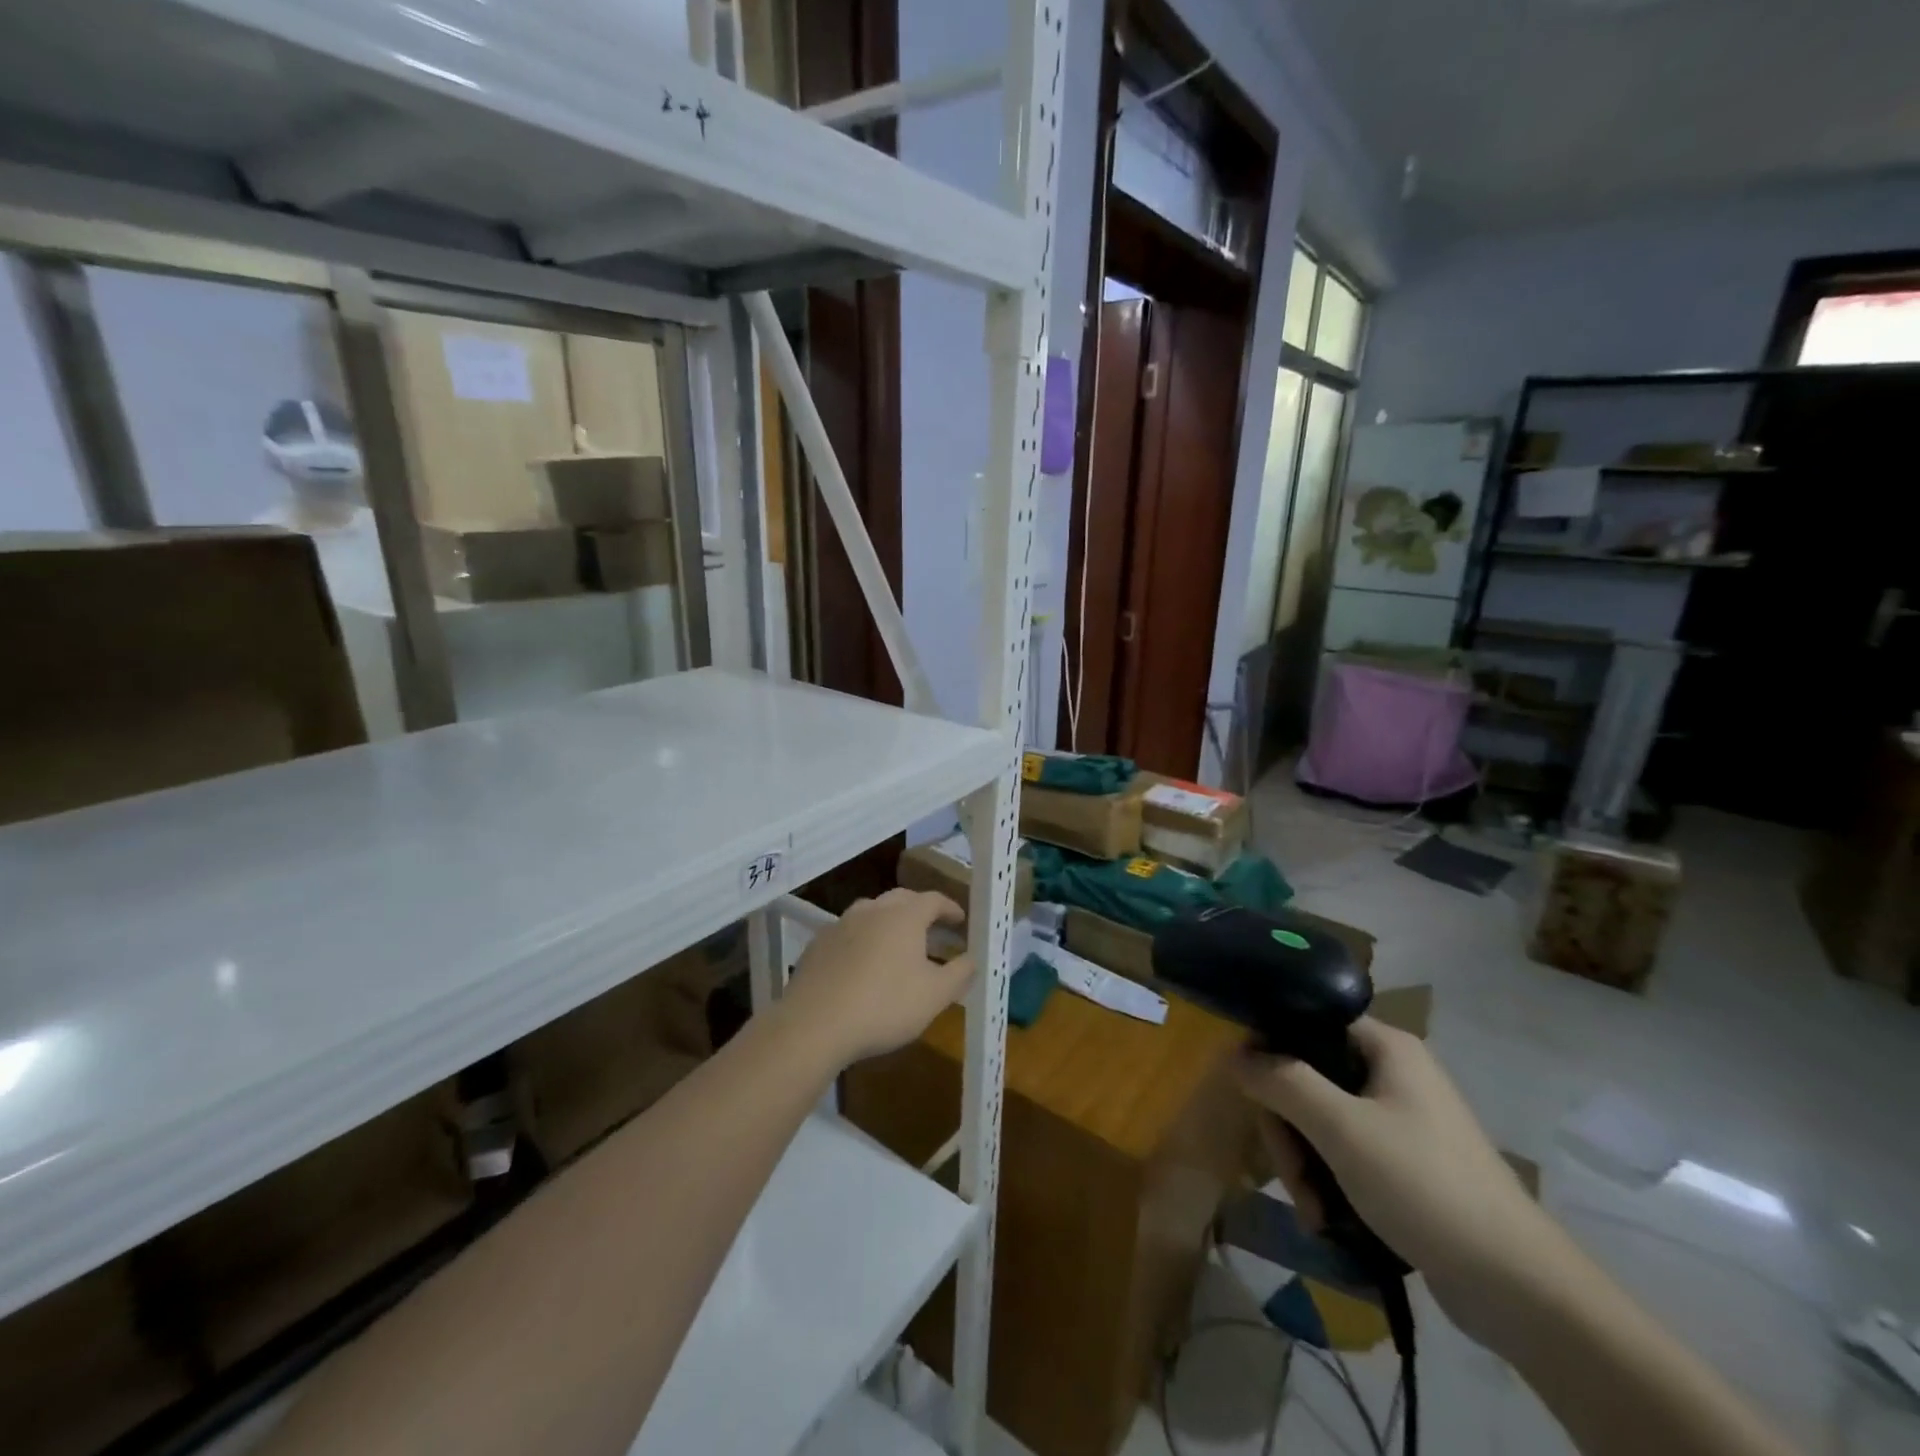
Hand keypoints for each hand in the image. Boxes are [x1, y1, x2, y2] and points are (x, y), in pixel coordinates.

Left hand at [774, 889, 976, 1070]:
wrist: (814, 1024)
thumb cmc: (884, 1006)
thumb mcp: (935, 996)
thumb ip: (960, 974)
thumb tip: (973, 959)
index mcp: (904, 915)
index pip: (934, 899)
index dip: (951, 908)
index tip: (961, 921)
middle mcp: (872, 909)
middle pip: (901, 899)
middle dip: (921, 910)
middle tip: (934, 929)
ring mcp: (840, 924)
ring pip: (872, 913)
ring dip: (889, 923)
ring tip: (898, 946)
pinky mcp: (818, 944)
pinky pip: (849, 934)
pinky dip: (864, 941)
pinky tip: (864, 965)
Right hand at [1235, 1018, 1574, 1342]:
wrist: (1519, 1288)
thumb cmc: (1425, 1187)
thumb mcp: (1342, 1129)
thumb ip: (1282, 1082)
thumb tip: (1233, 1053)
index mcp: (1386, 1047)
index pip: (1307, 1022)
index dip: (1270, 1050)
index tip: (1250, 1093)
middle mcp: (1392, 1072)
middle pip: (1308, 1077)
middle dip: (1288, 1129)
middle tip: (1290, 1175)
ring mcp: (1400, 1119)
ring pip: (1322, 1120)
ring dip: (1304, 1164)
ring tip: (1311, 1211)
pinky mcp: (1405, 1162)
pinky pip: (1345, 1153)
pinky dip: (1328, 1181)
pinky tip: (1325, 1219)